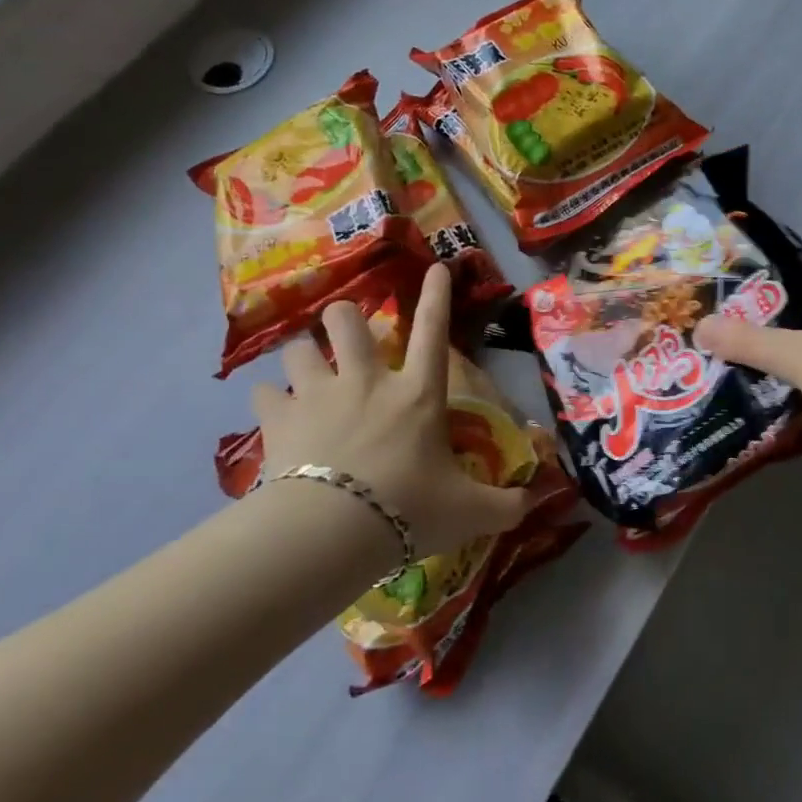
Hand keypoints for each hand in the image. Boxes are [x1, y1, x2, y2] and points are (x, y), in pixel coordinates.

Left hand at [253, 265, 533, 560]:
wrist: (329, 533)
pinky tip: (273, 412)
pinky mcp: (278, 419)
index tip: (435, 267)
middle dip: (345, 318)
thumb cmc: (408, 511)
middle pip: (346, 320)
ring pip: (299, 347)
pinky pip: (263, 393)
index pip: (433, 331)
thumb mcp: (469, 512)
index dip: (437, 296)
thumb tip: (539, 500)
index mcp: (417, 393)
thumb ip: (507, 505)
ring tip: (306, 371)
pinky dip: (269, 399)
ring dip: (303, 356)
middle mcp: (366, 381)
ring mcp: (318, 394)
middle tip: (346, 336)